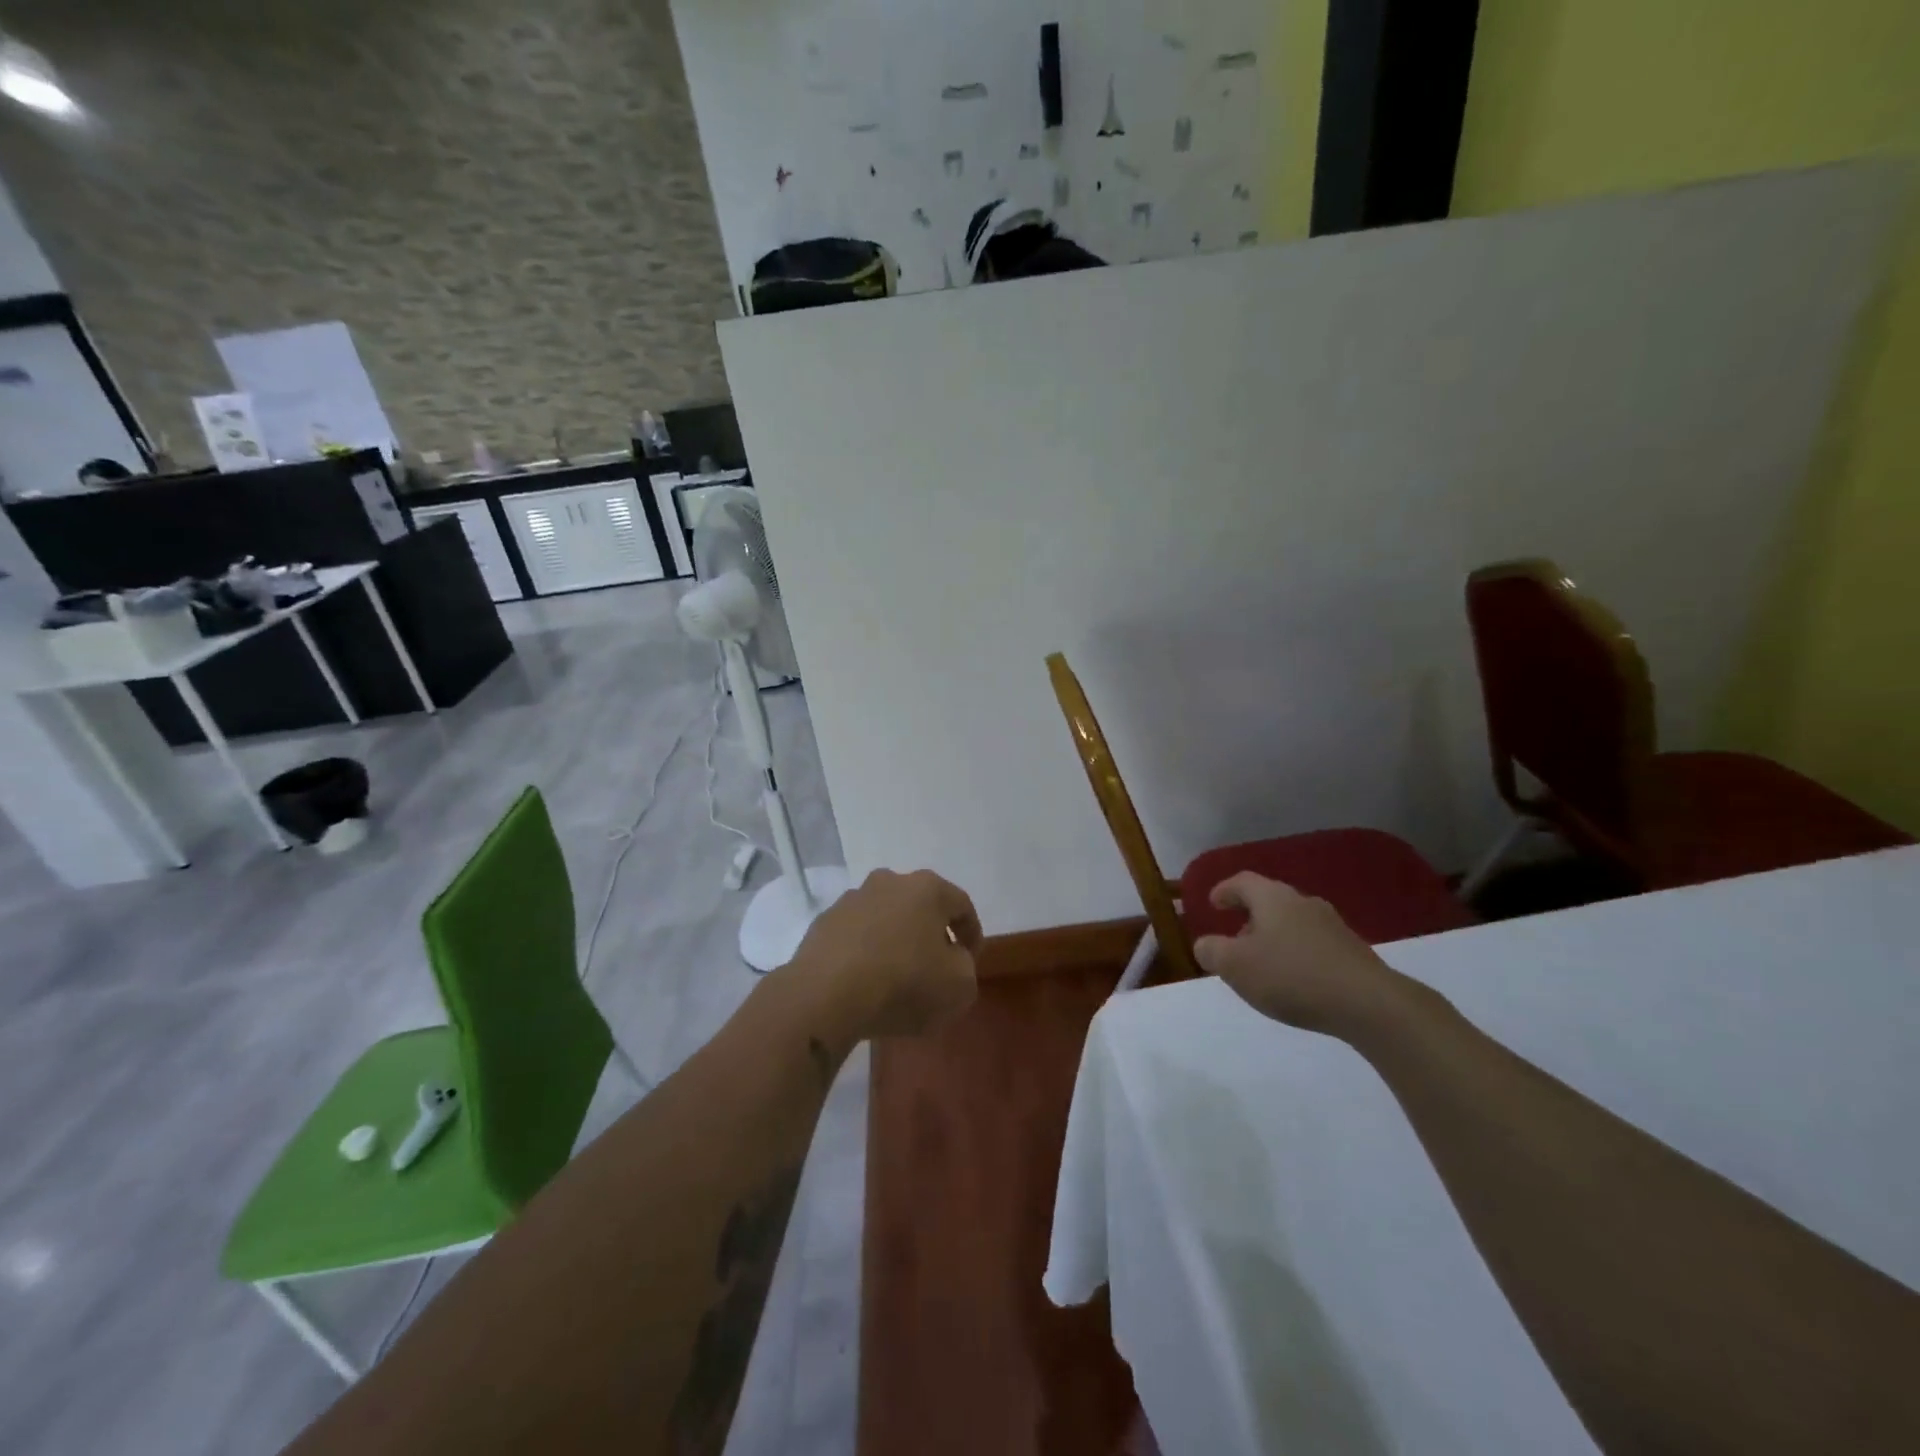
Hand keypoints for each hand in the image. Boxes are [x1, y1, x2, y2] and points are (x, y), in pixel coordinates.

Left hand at [790, 869, 982, 1039]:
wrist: (826, 995)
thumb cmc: (904, 983)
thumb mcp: (959, 986)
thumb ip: (965, 967)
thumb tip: (951, 959)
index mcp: (927, 888)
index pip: (961, 905)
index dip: (972, 934)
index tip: (971, 960)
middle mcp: (889, 882)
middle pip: (920, 906)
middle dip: (930, 932)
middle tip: (936, 965)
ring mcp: (851, 900)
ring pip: (885, 918)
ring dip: (895, 939)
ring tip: (897, 976)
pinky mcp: (823, 922)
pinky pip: (856, 935)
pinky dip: (866, 951)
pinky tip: (866, 980)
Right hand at [1193, 873, 1425, 1039]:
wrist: (1369, 1004)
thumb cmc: (1292, 976)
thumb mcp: (1236, 966)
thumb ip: (1212, 951)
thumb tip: (1205, 944)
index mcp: (1273, 898)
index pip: (1242, 882)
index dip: (1224, 890)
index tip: (1212, 903)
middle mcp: (1304, 903)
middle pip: (1270, 900)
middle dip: (1249, 916)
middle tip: (1235, 937)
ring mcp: (1333, 926)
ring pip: (1293, 923)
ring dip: (1274, 937)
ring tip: (1263, 964)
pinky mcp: (1353, 952)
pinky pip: (1314, 944)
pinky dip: (1297, 954)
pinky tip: (1295, 980)